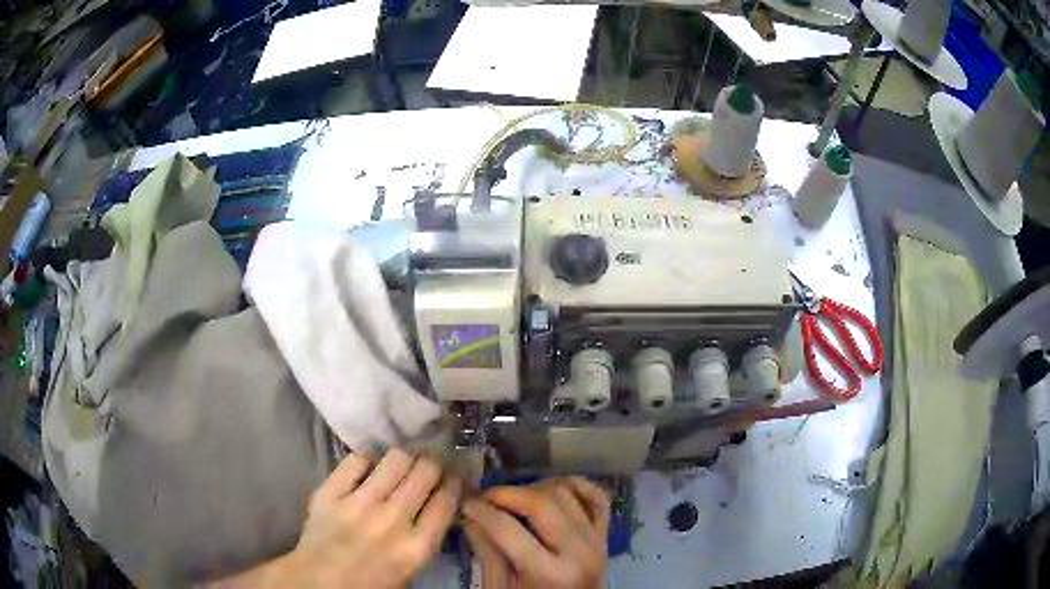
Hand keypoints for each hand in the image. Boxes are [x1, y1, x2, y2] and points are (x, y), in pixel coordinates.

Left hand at [238, 450, 460, 587]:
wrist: (319, 582)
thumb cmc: (370, 583)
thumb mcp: (411, 570)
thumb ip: (426, 538)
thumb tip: (438, 503)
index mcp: (416, 546)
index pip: (446, 500)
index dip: (454, 481)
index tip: (454, 474)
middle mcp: (392, 520)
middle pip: (425, 472)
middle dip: (434, 461)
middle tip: (432, 459)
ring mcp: (358, 503)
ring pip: (395, 460)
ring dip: (405, 456)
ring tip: (404, 458)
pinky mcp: (330, 492)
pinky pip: (356, 460)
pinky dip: (367, 458)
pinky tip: (370, 462)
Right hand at [463, 476, 609, 588]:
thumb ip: (488, 554)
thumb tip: (471, 516)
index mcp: (550, 574)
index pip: (508, 529)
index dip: (481, 511)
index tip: (466, 504)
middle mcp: (579, 552)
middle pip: (541, 502)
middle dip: (507, 494)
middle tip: (486, 499)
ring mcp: (597, 541)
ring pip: (566, 493)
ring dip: (536, 489)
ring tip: (515, 501)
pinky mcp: (605, 535)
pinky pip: (597, 497)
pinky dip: (575, 486)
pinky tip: (551, 491)